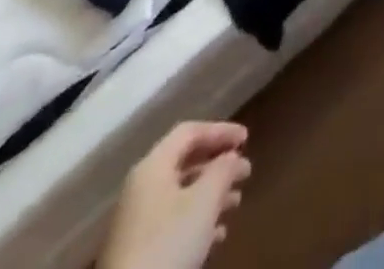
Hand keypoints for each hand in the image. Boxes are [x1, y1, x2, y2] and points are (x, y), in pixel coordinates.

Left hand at [99, 121, 250, 268]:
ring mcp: (136, 222)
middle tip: (245, 171)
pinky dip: (197, 220)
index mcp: (153, 166)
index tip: (247, 139)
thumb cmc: (168, 242)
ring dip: (211, 194)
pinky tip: (217, 235)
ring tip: (236, 202)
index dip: (220, 130)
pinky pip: (173, 222)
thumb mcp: (204, 200)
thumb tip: (231, 157)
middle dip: (218, 165)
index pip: (190, 131)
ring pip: (181, 195)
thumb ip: (223, 170)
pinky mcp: (137, 252)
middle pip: (185, 163)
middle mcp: (141, 188)